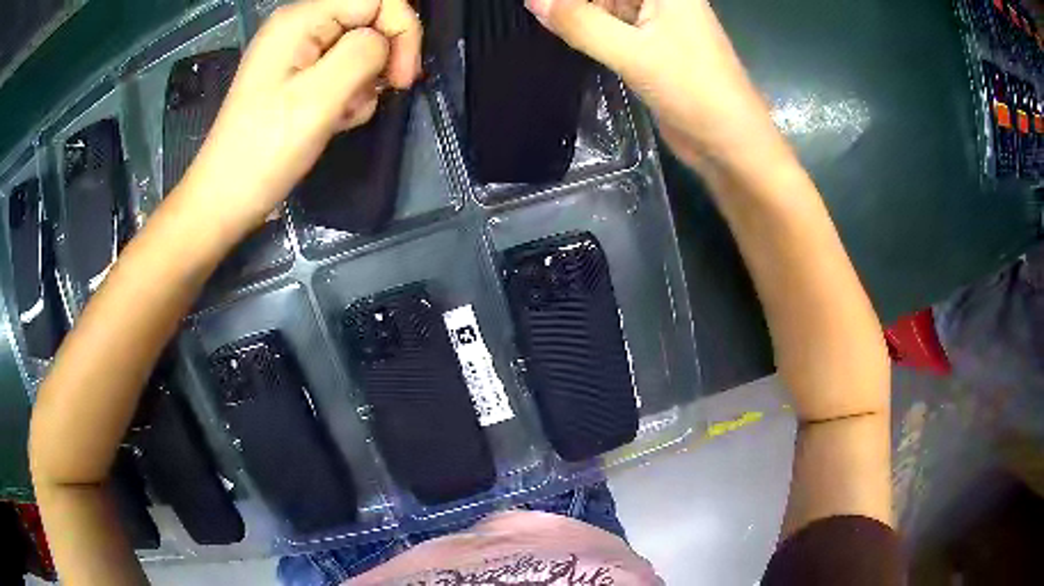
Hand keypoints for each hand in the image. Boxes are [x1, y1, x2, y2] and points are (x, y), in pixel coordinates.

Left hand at [176, 0, 421, 241]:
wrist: (225, 199)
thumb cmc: (264, 152)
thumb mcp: (318, 98)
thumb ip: (362, 54)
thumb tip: (383, 44)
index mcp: (301, 20)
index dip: (402, 29)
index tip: (402, 78)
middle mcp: (301, 26)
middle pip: (370, 20)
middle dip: (380, 60)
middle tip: (368, 99)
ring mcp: (298, 52)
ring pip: (361, 50)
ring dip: (364, 84)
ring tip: (340, 116)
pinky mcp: (298, 77)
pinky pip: (343, 72)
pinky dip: (349, 96)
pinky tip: (332, 121)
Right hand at [526, 0, 778, 169]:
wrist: (729, 142)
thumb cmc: (694, 90)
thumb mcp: (633, 53)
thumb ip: (580, 23)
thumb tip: (532, 1)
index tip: (536, 3)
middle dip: (570, 2)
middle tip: (532, 10)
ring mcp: (655, 22)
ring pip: (604, 6)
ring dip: (575, 14)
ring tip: (537, 19)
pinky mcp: (649, 47)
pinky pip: (609, 29)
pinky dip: (586, 31)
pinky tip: (558, 33)